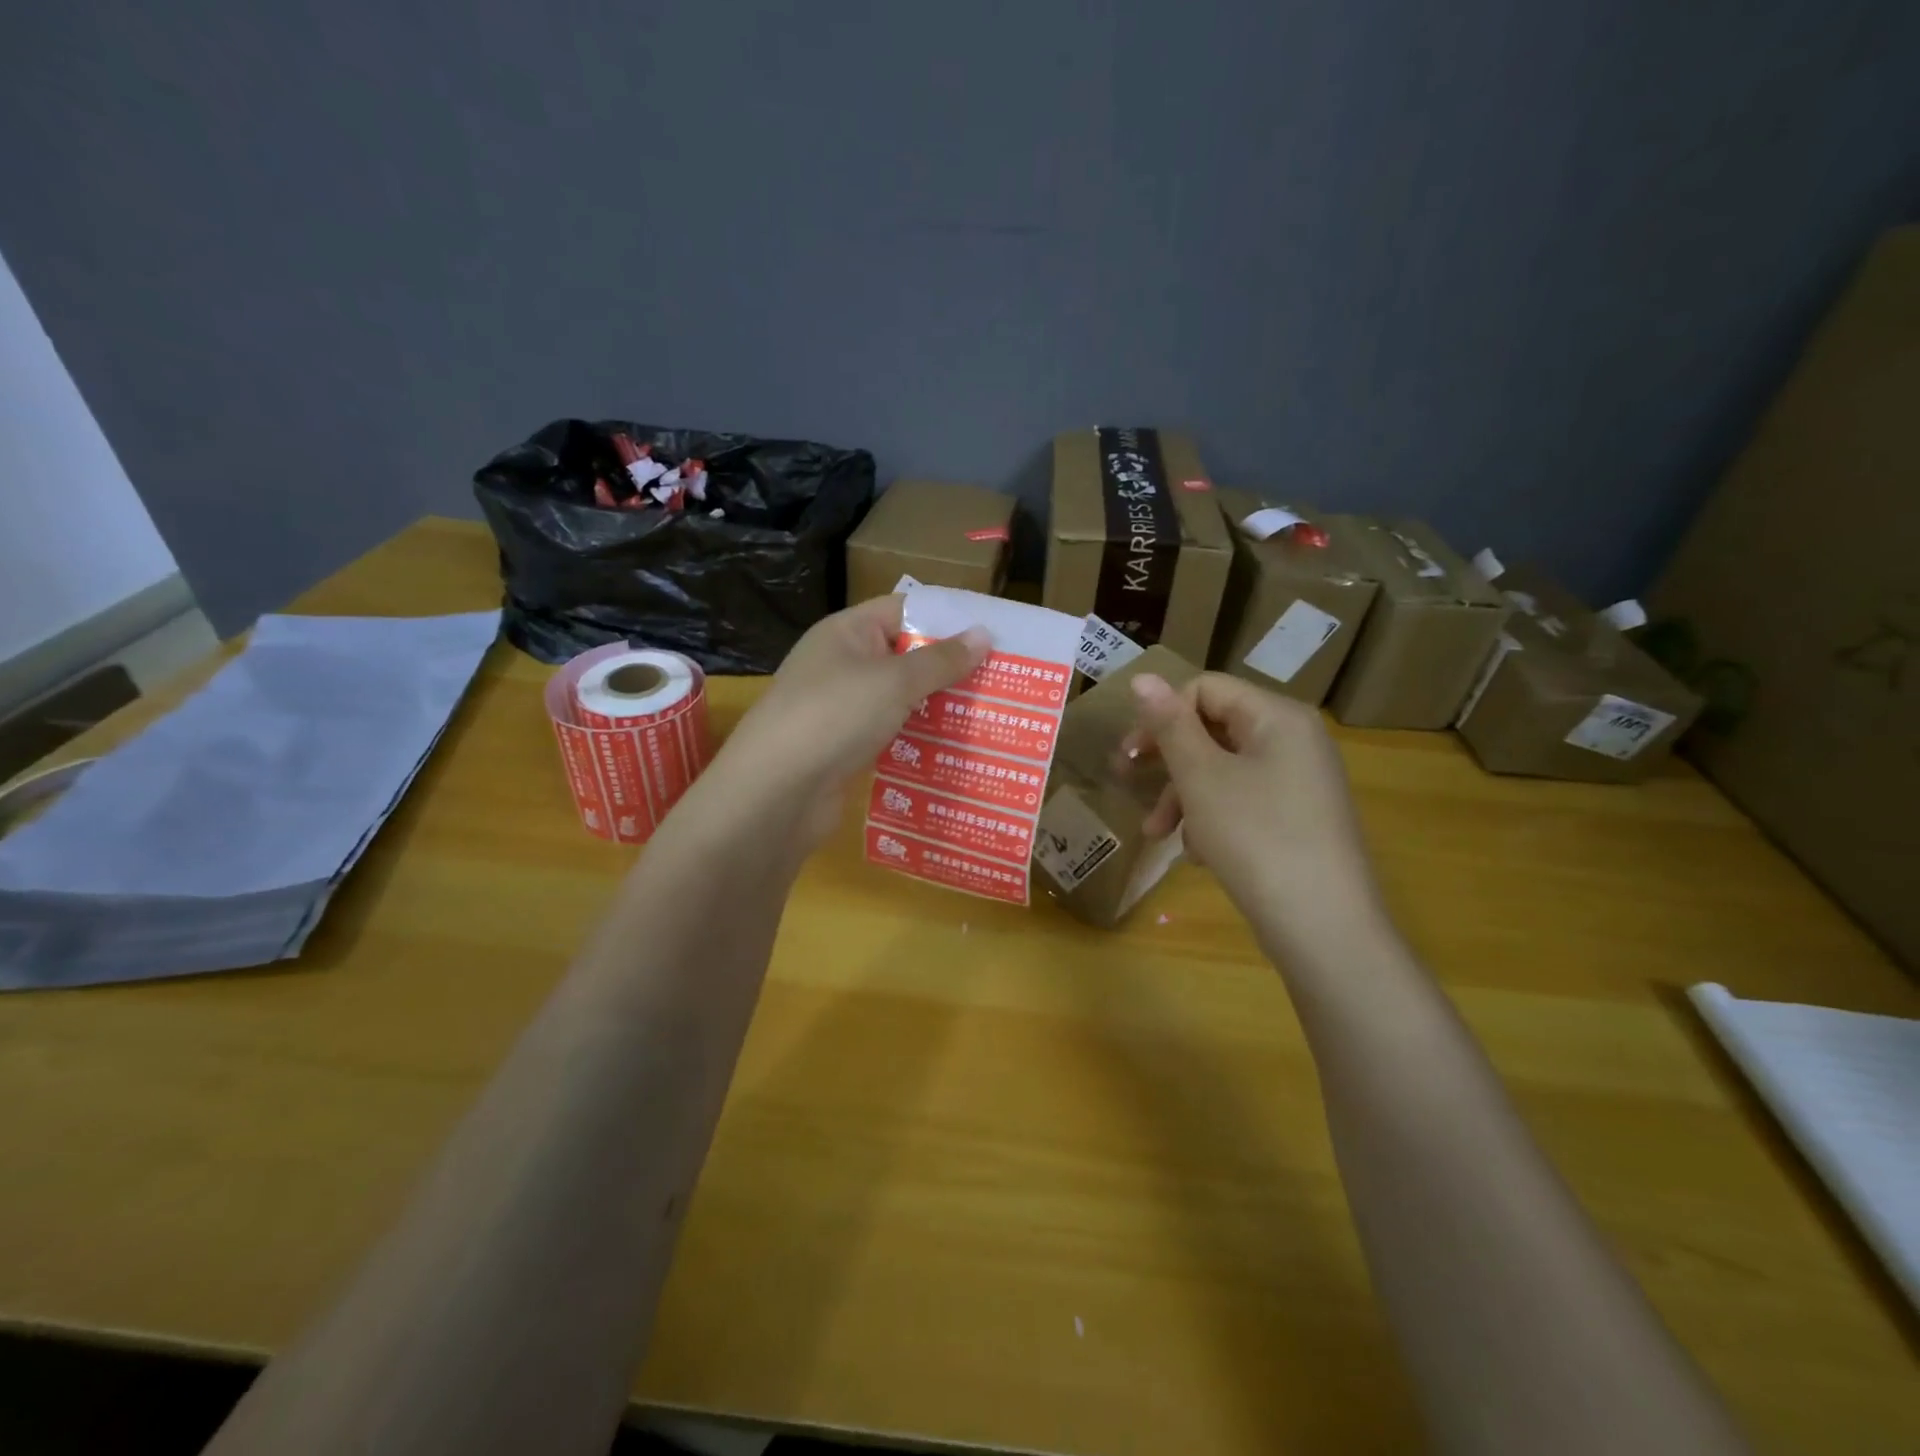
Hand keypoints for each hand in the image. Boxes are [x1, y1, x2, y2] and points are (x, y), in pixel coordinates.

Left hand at [707, 595, 989, 847]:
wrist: (775, 793)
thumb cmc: (834, 717)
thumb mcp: (894, 681)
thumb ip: (941, 659)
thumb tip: (984, 634)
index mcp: (847, 632)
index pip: (903, 610)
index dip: (947, 618)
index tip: (993, 634)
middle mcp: (842, 664)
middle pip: (904, 656)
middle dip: (949, 667)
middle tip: (1002, 678)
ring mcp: (841, 708)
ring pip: (900, 699)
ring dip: (937, 706)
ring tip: (990, 712)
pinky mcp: (845, 748)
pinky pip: (890, 733)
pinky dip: (918, 738)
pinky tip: (954, 748)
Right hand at [1128, 672, 1388, 959]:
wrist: (1323, 927)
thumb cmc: (1255, 838)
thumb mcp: (1201, 777)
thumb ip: (1170, 725)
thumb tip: (1142, 676)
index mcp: (1277, 717)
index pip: (1205, 689)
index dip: (1161, 715)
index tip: (1130, 755)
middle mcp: (1294, 740)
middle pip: (1213, 729)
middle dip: (1168, 761)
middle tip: (1128, 783)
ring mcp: (1300, 782)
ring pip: (1223, 770)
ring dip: (1183, 796)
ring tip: (1158, 834)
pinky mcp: (1298, 819)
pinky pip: (1242, 800)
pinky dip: (1212, 818)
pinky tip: (1197, 854)